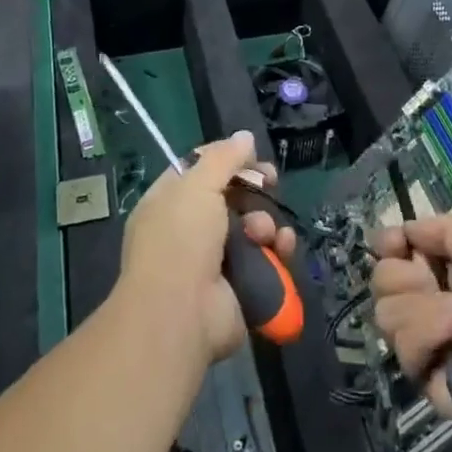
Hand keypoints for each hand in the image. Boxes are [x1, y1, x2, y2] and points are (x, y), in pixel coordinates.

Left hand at [118, 131, 298, 366]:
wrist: (180, 314)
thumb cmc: (181, 239)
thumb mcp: (198, 185)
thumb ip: (223, 157)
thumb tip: (245, 137)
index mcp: (169, 202)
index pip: (200, 170)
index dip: (228, 160)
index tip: (252, 157)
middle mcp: (190, 229)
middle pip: (232, 197)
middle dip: (254, 190)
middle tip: (271, 183)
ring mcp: (215, 261)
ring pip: (253, 228)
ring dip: (266, 223)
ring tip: (263, 232)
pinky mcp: (239, 286)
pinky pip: (265, 259)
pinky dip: (277, 251)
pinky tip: (282, 248)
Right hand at [370, 217, 451, 449]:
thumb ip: (441, 229)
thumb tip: (405, 229)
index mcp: (444, 267)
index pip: (393, 250)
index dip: (387, 243)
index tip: (394, 242)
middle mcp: (428, 300)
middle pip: (380, 278)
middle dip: (401, 274)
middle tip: (430, 279)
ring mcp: (424, 339)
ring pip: (384, 311)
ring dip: (419, 304)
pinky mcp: (422, 374)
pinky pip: (402, 345)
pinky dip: (427, 332)